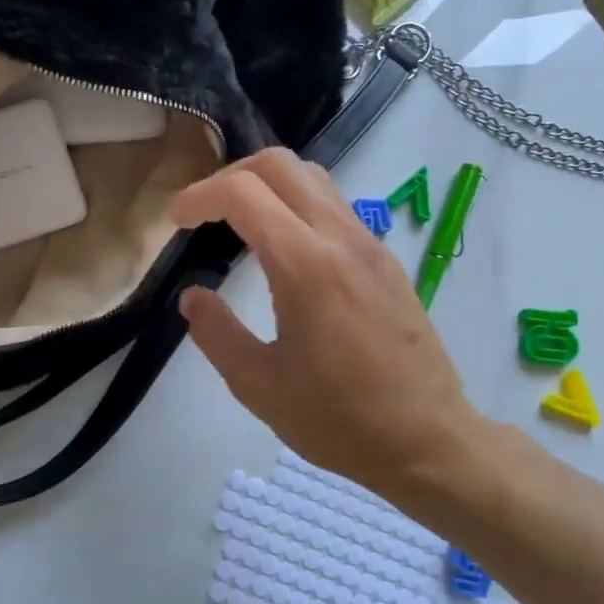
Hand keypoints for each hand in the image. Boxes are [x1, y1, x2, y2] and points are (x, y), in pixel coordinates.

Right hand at [170, 149, 496, 508]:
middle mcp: (342, 239)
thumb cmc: (339, 420)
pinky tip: (282, 250)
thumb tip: (193, 297)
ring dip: (267, 186)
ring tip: (238, 225)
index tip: (176, 222)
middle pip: (281, 164)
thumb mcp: (259, 386)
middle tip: (204, 214)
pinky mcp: (386, 261)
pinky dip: (296, 205)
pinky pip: (335, 206)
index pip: (244, 192)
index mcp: (306, 266)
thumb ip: (217, 334)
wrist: (428, 440)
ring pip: (313, 178)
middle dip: (231, 175)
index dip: (200, 196)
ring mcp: (370, 245)